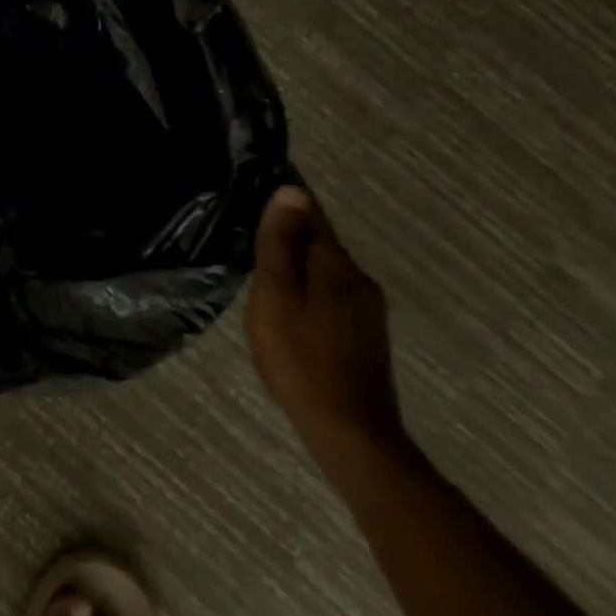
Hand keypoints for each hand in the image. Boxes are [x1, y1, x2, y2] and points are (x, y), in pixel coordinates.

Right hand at [245, 185, 405, 466]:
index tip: (259, 184)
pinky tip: (286, 302)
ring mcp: (365, 310)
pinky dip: (305, 286)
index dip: (288, 199)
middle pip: (319, 241)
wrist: (350, 432)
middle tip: (250, 228)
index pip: (312, 213)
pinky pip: (328, 292)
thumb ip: (280, 244)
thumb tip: (291, 191)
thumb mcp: (277, 295)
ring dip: (296, 261)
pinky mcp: (363, 334)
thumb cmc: (301, 357)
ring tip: (262, 265)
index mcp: (337, 265)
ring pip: (323, 269)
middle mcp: (358, 279)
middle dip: (289, 232)